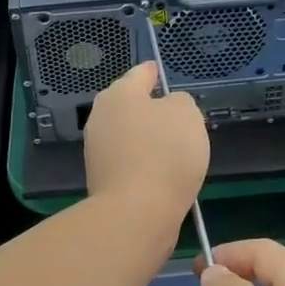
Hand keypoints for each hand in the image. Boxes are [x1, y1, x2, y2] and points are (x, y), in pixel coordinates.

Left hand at [82, 62, 207, 226]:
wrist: (136, 213)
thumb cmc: (165, 153)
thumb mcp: (187, 114)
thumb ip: (180, 102)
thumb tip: (168, 109)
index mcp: (120, 94)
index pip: (141, 73)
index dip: (155, 72)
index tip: (161, 73)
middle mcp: (101, 116)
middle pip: (130, 104)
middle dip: (150, 108)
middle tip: (176, 115)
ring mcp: (97, 149)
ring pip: (128, 133)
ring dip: (147, 137)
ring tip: (173, 147)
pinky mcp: (101, 178)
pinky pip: (128, 160)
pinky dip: (143, 161)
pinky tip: (161, 172)